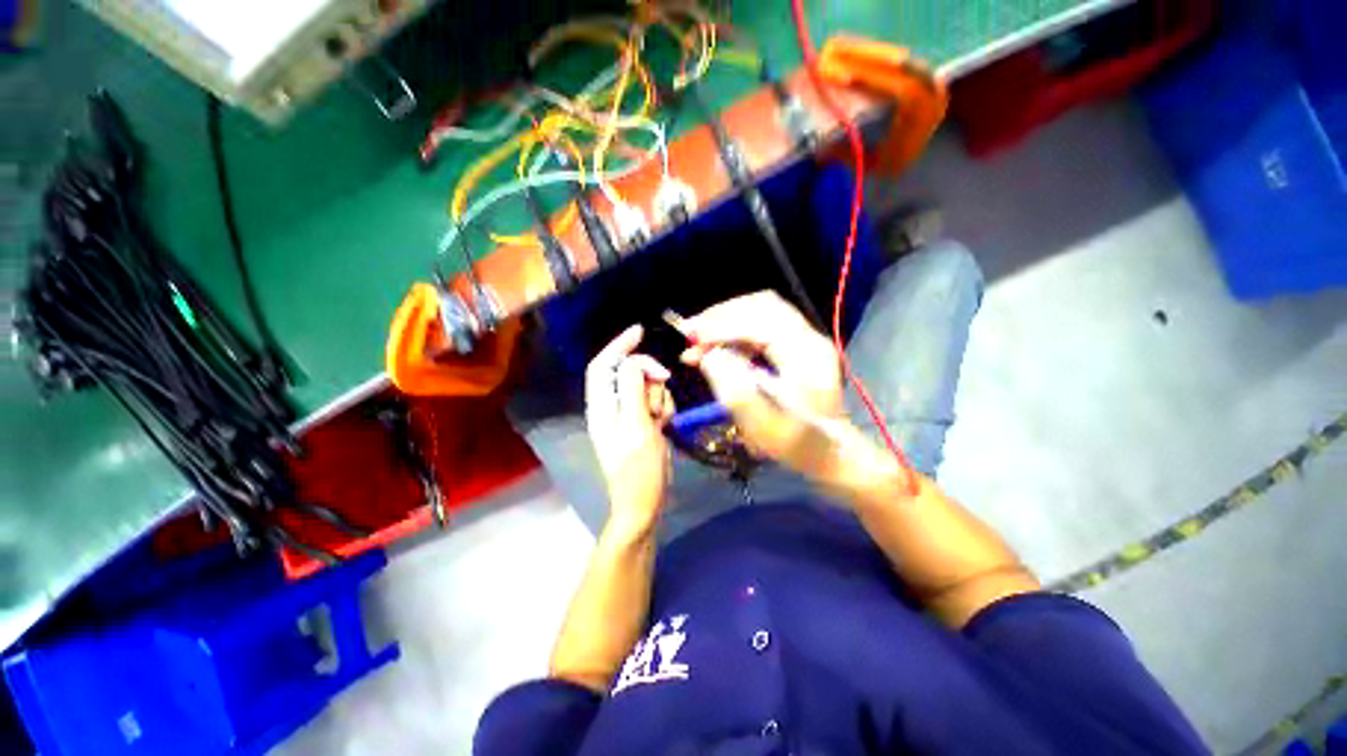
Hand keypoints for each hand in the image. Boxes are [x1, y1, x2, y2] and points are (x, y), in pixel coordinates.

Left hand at [585, 325, 675, 532]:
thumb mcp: (637, 426)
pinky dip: (663, 407)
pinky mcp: (640, 424)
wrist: (644, 502)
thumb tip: (632, 362)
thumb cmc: (638, 468)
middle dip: (648, 377)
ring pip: (645, 387)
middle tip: (663, 388)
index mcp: (602, 405)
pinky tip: (665, 425)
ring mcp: (627, 416)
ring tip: (661, 419)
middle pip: (628, 373)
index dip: (618, 345)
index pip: (603, 364)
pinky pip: (654, 402)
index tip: (640, 331)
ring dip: (659, 396)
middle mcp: (611, 406)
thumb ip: (632, 390)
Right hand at [679, 291, 848, 478]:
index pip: (761, 322)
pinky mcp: (796, 343)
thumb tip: (708, 356)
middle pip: (762, 305)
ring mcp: (805, 338)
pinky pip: (762, 322)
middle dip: (721, 315)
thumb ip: (734, 390)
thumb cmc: (796, 444)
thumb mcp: (763, 426)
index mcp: (807, 357)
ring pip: (761, 310)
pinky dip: (735, 328)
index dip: (722, 326)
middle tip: (690, 334)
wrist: (829, 450)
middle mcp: (809, 339)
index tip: (691, 339)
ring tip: (699, 339)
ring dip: (726, 319)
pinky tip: (718, 345)